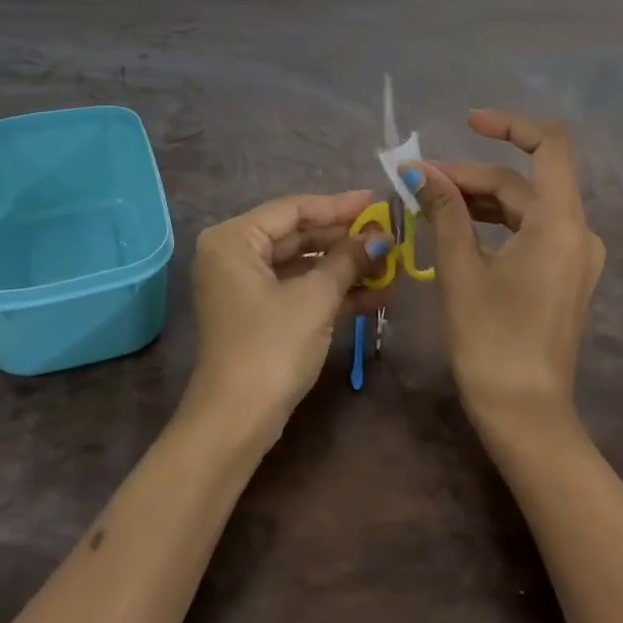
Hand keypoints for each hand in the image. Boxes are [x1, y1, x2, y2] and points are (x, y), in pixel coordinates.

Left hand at [185, 190, 391, 448]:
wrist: (237, 421)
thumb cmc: (272, 346)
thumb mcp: (316, 298)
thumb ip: (348, 259)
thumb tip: (381, 238)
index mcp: (234, 239)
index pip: (293, 209)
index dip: (339, 206)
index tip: (377, 201)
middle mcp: (233, 254)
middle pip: (297, 234)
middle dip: (345, 239)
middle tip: (388, 234)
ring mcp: (244, 285)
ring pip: (301, 264)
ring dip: (344, 267)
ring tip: (390, 264)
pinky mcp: (258, 312)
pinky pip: (297, 288)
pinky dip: (331, 291)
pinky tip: (375, 294)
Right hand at [405, 111, 604, 432]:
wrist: (525, 415)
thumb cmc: (491, 341)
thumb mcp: (461, 269)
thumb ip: (445, 211)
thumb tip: (419, 171)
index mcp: (561, 224)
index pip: (549, 146)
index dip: (510, 125)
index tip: (467, 122)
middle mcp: (577, 232)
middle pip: (522, 182)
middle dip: (469, 175)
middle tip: (417, 181)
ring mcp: (573, 256)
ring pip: (522, 207)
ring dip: (477, 198)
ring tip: (427, 201)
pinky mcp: (562, 275)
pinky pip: (527, 231)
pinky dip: (492, 223)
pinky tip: (455, 226)